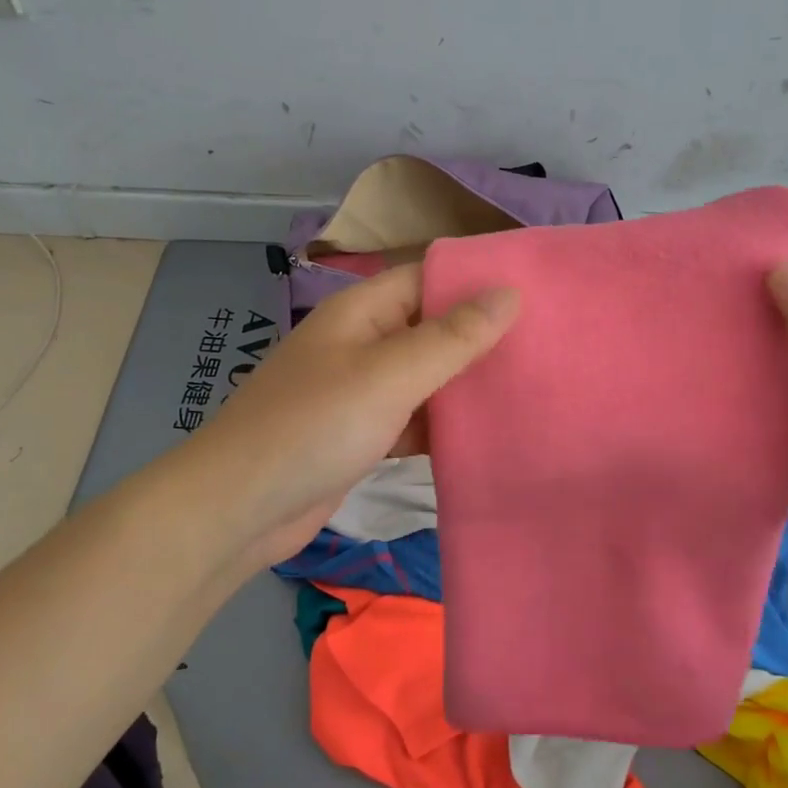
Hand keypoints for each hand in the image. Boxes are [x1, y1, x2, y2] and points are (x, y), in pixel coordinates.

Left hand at [182, 264, 518, 568]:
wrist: (238, 510)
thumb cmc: (313, 427)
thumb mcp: (389, 375)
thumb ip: (451, 337)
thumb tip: (509, 292)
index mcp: (361, 312)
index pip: (428, 277)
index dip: (478, 280)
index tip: (539, 290)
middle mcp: (362, 344)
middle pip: (431, 327)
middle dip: (481, 335)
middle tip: (549, 344)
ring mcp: (360, 392)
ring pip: (426, 377)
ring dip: (467, 383)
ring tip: (533, 386)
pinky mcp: (362, 436)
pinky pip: (414, 418)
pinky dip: (444, 425)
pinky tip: (488, 434)